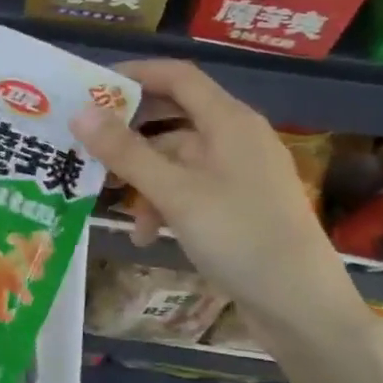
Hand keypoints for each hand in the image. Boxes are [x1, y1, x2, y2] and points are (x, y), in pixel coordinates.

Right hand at [74, 60, 368, 358]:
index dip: (135, 75)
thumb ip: (126, 152)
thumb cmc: (240, 237)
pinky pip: (193, 188)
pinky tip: (146, 234)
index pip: (178, 76)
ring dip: (145, 178)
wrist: (302, 307)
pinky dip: (166, 203)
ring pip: (179, 159)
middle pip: (175, 117)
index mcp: (230, 121)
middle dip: (131, 132)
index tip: (92, 87)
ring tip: (113, 204)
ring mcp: (241, 173)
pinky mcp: (240, 205)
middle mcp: (237, 138)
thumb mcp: (176, 194)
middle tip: (88, 144)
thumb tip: (81, 112)